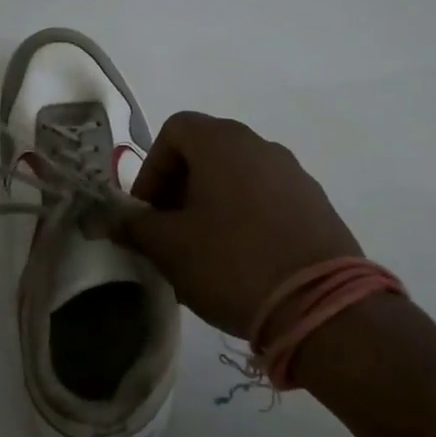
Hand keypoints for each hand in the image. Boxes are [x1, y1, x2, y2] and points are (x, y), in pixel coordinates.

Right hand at [120, 112, 360, 338]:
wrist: (322, 306)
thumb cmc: (232, 263)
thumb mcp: (170, 247)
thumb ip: (135, 225)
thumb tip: (113, 217)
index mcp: (222, 142)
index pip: (174, 130)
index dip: (151, 168)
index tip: (148, 212)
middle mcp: (261, 145)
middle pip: (206, 151)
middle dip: (179, 188)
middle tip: (169, 233)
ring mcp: (294, 173)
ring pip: (237, 176)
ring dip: (211, 204)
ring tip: (203, 252)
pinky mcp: (316, 204)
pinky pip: (266, 198)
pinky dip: (245, 217)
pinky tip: (242, 260)